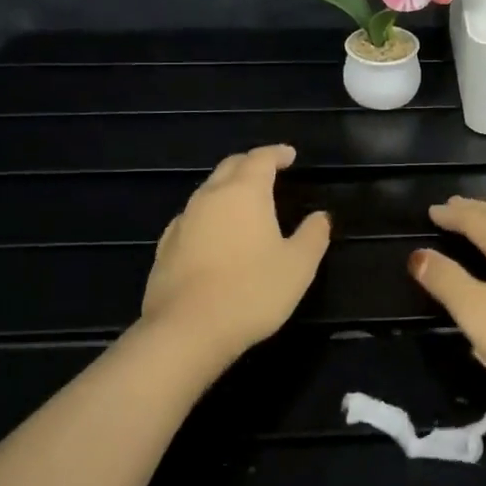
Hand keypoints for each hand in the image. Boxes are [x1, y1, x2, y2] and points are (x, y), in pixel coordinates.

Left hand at [141, 145, 331, 363]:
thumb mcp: (298, 266)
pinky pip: (191, 218)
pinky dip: (208, 216)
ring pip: (207, 191)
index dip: (277, 154)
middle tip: (268, 171)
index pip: (261, 158)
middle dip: (250, 164)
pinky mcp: (165, 247)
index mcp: (244, 192)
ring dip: (227, 189)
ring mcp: (183, 221)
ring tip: (243, 203)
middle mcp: (210, 196)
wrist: (186, 331)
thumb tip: (320, 216)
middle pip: (230, 167)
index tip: (290, 156)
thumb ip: (313, 236)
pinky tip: (214, 234)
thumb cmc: (251, 291)